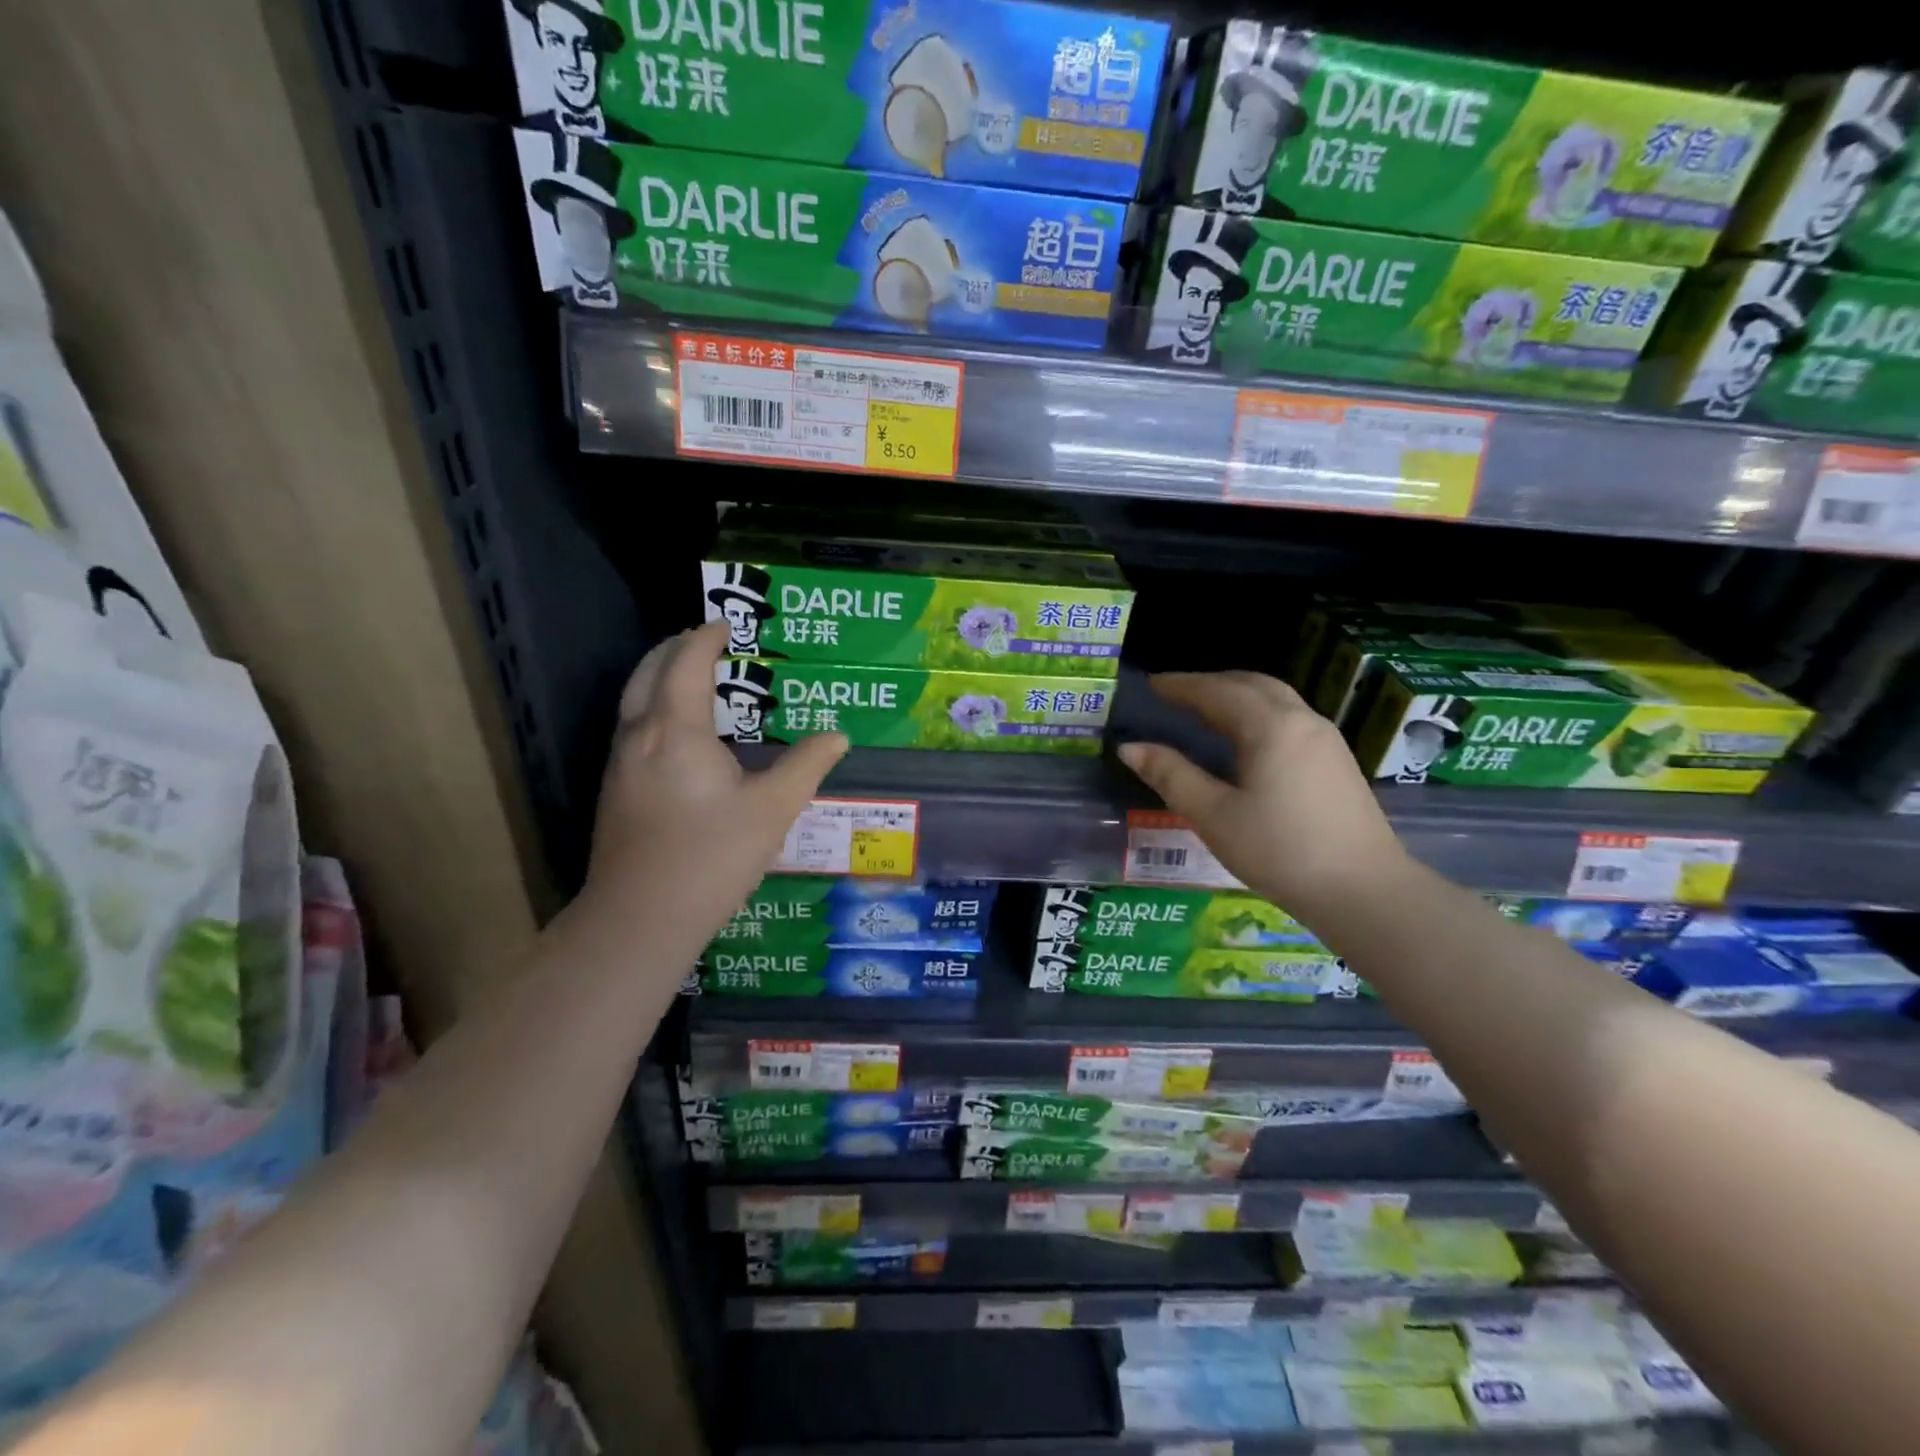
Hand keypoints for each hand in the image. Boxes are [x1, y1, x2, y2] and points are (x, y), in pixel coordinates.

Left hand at [582, 621, 846, 953]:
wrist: (640, 918)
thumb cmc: (711, 857)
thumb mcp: (773, 809)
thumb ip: (806, 765)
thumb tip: (838, 736)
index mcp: (676, 730)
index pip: (685, 663)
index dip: (705, 638)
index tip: (727, 624)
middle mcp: (639, 736)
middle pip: (647, 672)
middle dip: (675, 648)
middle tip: (707, 641)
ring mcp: (619, 764)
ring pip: (633, 700)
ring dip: (661, 677)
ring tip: (696, 678)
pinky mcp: (614, 790)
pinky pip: (633, 727)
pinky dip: (654, 707)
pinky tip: (681, 734)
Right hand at [1117, 671, 1406, 920]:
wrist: (1364, 890)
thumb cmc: (1280, 851)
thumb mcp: (1214, 815)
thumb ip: (1171, 775)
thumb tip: (1129, 748)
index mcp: (1270, 726)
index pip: (1217, 691)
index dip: (1181, 685)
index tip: (1151, 684)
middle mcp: (1302, 720)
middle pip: (1251, 684)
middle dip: (1210, 683)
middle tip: (1174, 692)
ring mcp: (1326, 738)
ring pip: (1275, 697)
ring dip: (1237, 694)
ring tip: (1205, 708)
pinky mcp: (1337, 760)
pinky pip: (1290, 716)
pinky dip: (1258, 711)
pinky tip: (1245, 737)